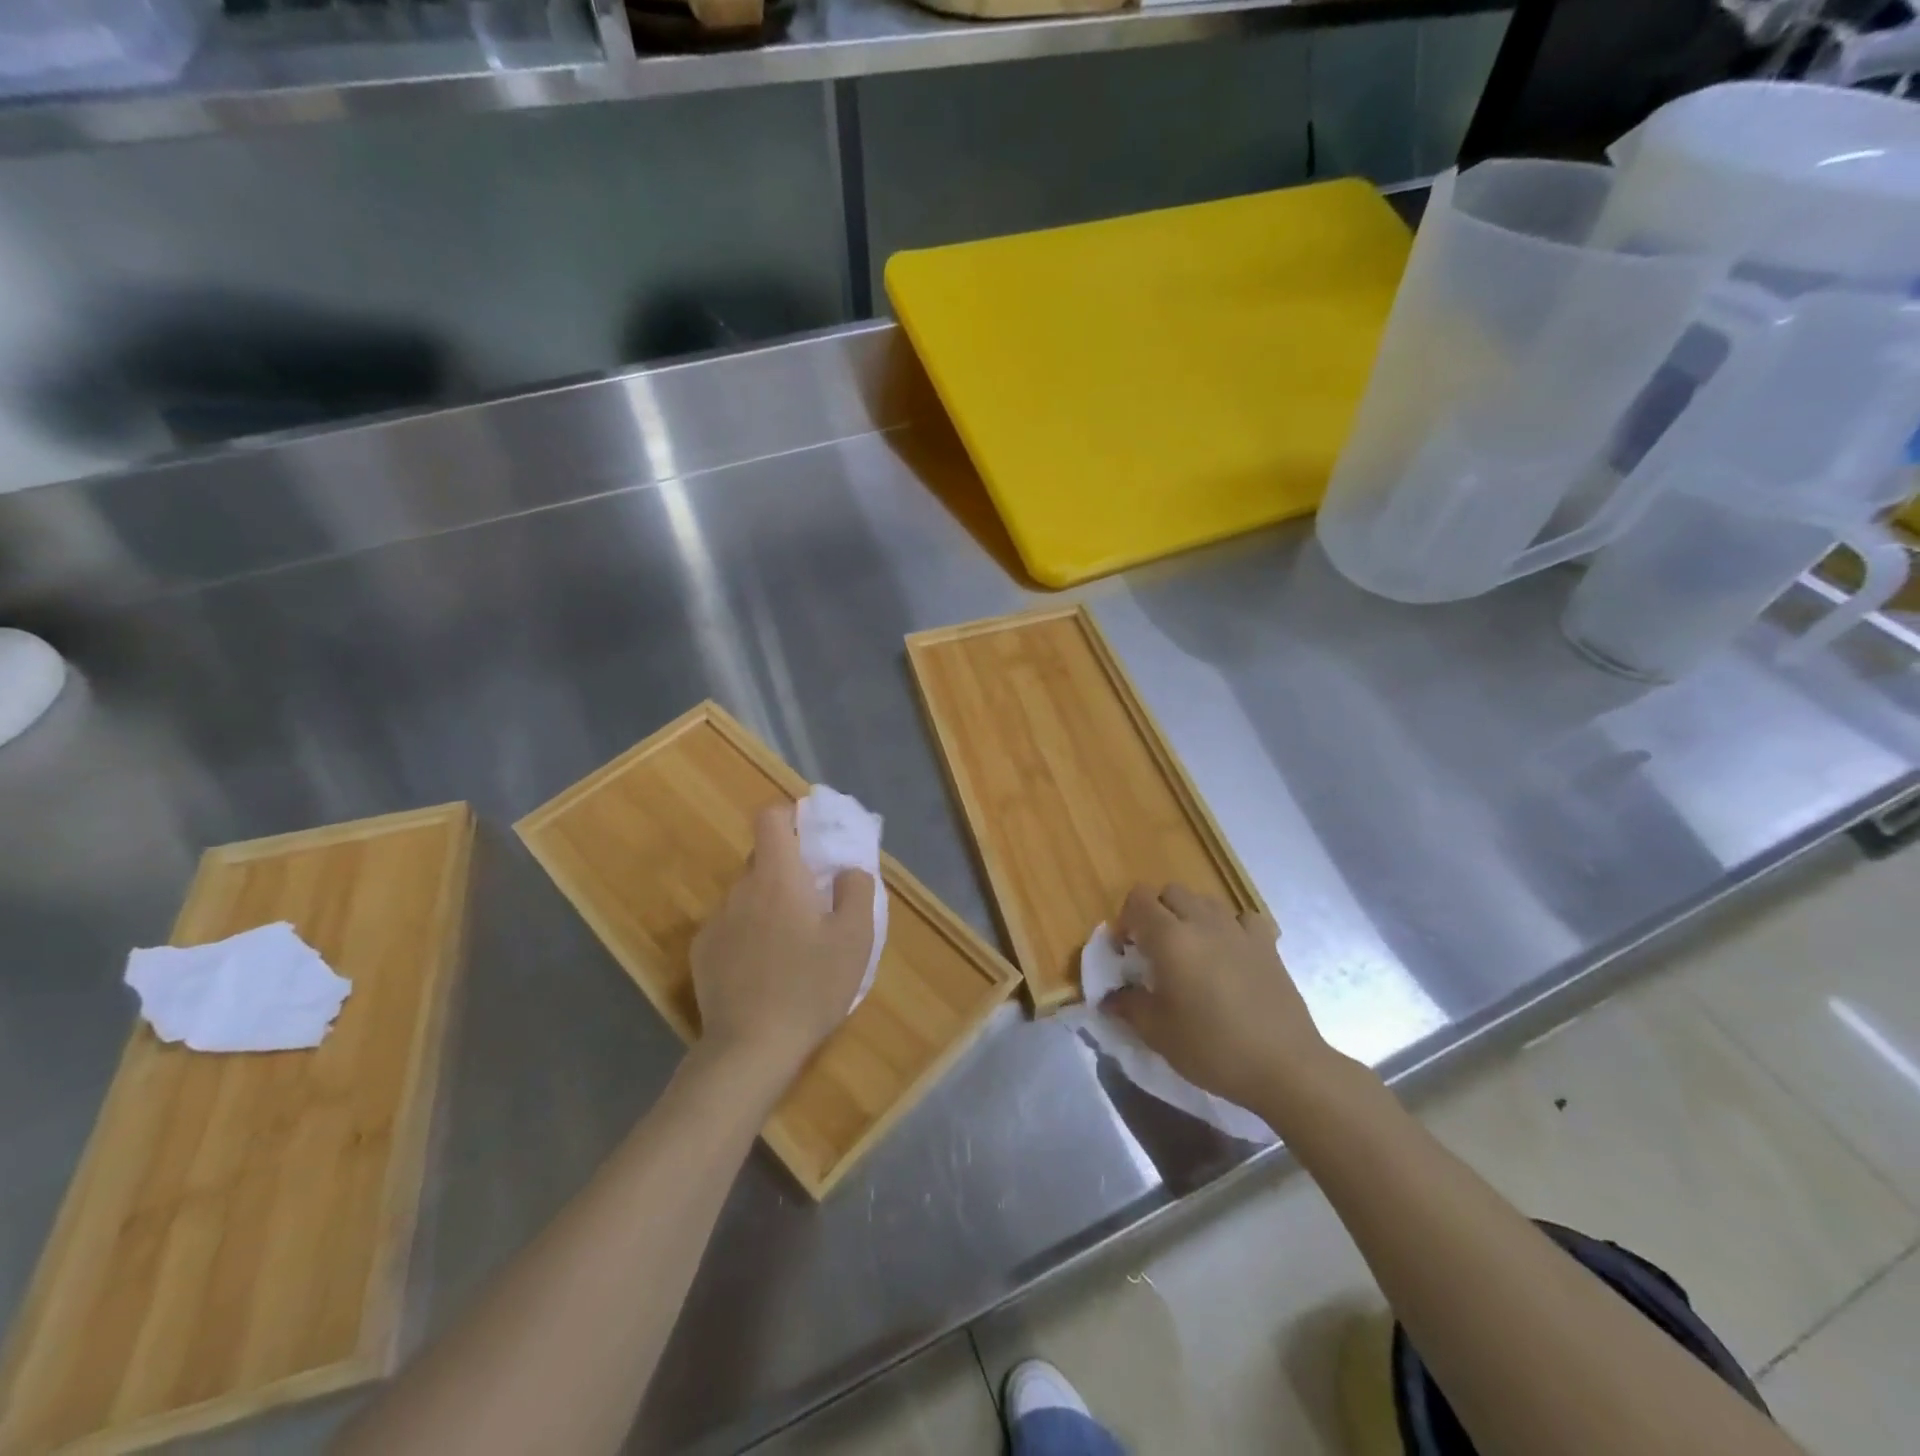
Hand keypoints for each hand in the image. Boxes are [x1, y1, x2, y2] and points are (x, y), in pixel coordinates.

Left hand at [690, 804, 875, 1081]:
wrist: (750, 1047)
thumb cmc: (810, 986)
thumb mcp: (855, 938)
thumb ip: (857, 891)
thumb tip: (848, 869)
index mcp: (777, 876)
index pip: (770, 816)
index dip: (789, 815)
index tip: (811, 835)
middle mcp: (740, 889)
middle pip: (762, 858)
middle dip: (788, 868)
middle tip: (815, 901)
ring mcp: (716, 921)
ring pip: (747, 895)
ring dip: (769, 903)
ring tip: (792, 943)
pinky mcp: (702, 952)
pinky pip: (731, 925)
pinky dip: (749, 932)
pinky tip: (764, 969)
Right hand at [1102, 884, 1348, 1117]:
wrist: (1284, 1066)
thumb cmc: (1212, 1048)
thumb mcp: (1158, 1033)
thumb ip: (1128, 1006)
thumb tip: (1109, 997)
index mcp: (1170, 938)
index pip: (1138, 899)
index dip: (1126, 919)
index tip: (1126, 951)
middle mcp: (1202, 922)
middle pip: (1171, 892)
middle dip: (1157, 912)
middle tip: (1155, 950)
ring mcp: (1238, 930)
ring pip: (1205, 900)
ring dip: (1191, 915)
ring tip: (1192, 951)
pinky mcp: (1267, 944)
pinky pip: (1243, 918)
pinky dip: (1232, 927)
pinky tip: (1231, 953)